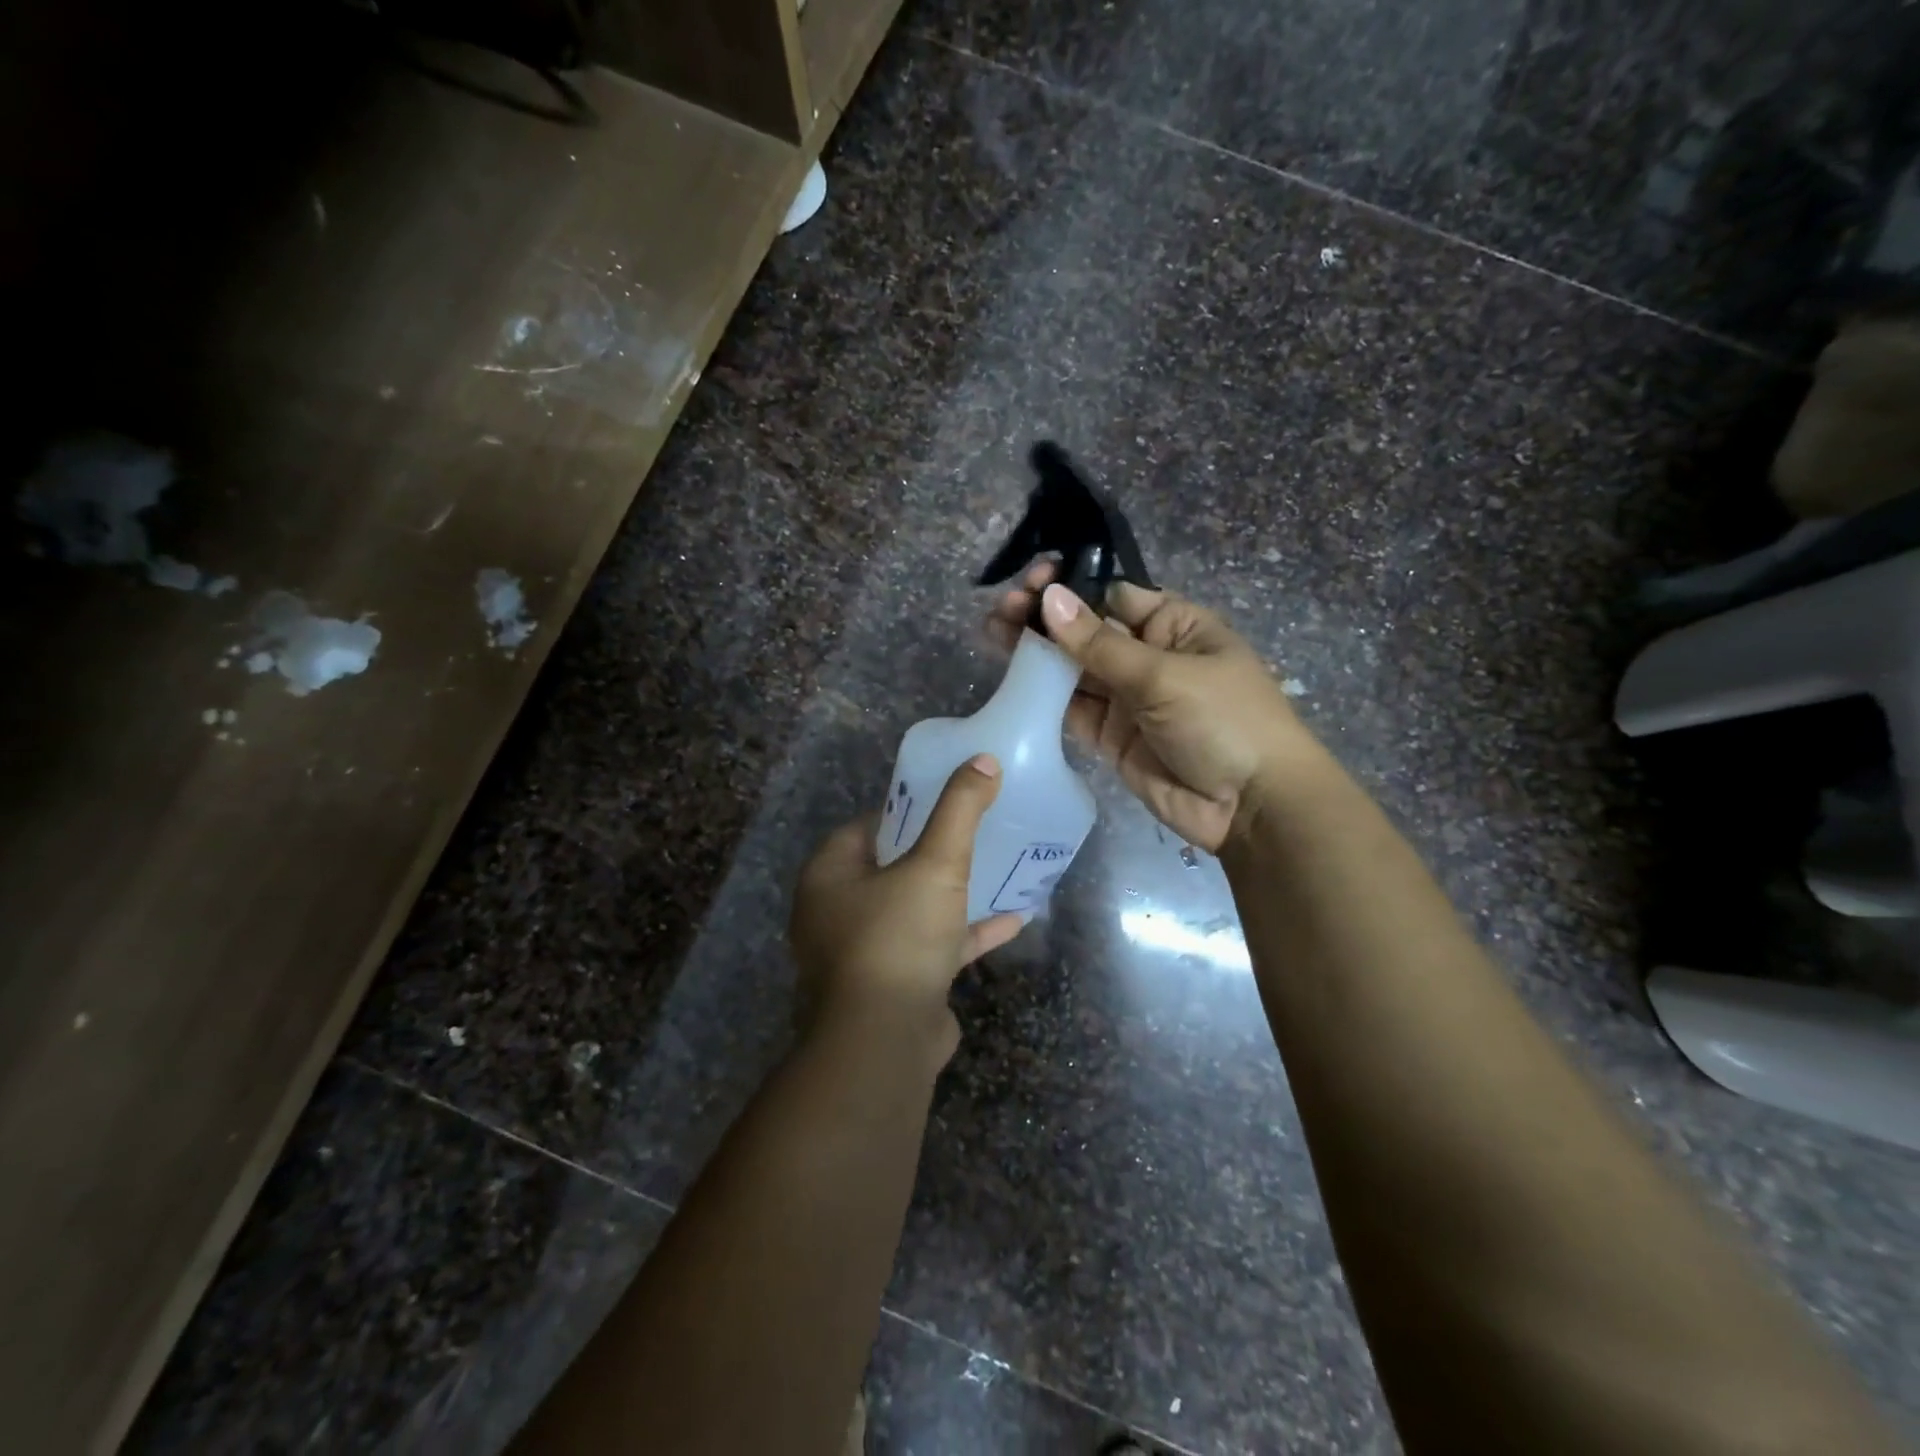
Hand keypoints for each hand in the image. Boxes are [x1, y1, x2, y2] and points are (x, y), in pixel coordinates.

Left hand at [790, 756, 1026, 1064]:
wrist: (884, 1040)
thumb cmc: (898, 937)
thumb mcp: (936, 864)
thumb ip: (959, 810)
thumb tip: (983, 760)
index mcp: (830, 876)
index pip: (864, 827)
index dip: (902, 810)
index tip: (941, 801)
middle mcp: (836, 912)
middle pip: (888, 868)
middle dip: (930, 851)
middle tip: (970, 831)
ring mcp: (863, 953)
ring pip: (912, 909)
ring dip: (951, 894)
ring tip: (992, 869)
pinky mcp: (893, 984)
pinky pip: (931, 947)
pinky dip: (965, 934)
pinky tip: (1012, 921)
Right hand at [989, 563, 1320, 852]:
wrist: (1250, 806)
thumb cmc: (1223, 720)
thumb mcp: (1164, 675)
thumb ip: (1100, 645)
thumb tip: (1051, 597)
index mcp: (1175, 626)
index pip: (1114, 596)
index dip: (1073, 587)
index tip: (1034, 580)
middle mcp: (1148, 656)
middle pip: (1088, 630)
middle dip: (1046, 617)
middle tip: (1003, 607)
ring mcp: (1128, 698)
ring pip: (1074, 668)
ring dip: (1037, 650)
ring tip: (993, 629)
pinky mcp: (1110, 735)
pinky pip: (1073, 707)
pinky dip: (1044, 693)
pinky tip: (1012, 674)